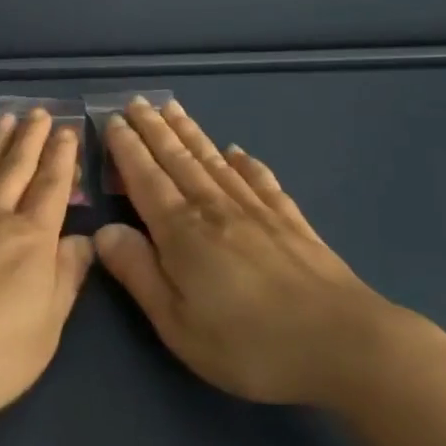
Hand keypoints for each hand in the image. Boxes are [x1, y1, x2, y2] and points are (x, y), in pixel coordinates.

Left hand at [0, 109, 94, 430]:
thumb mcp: (46, 328)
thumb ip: (66, 279)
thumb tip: (84, 240)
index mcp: (30, 239)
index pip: (52, 187)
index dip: (62, 158)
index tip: (67, 130)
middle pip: (16, 168)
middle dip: (31, 139)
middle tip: (40, 112)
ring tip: (6, 120)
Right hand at [94, 97, 402, 407]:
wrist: (343, 344)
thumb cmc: (249, 344)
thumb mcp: (178, 323)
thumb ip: (138, 273)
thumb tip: (102, 231)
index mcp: (182, 231)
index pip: (145, 178)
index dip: (127, 148)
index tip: (112, 119)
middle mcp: (215, 208)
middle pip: (178, 159)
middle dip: (153, 128)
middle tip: (136, 101)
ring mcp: (256, 211)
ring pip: (213, 161)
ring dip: (190, 133)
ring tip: (173, 108)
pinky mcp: (291, 222)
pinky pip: (261, 181)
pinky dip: (246, 163)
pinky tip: (238, 152)